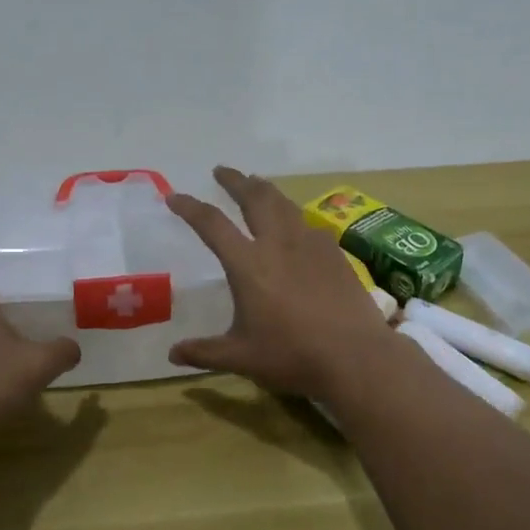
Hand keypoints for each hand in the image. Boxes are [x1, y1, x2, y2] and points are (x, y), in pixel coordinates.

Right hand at [166, 166, 396, 398]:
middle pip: (254, 198)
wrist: (356, 356)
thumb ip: (205, 352)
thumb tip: (172, 354)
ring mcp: (310, 244)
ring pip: (284, 204)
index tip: (175, 196)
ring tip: (256, 185)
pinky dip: (294, 216)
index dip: (190, 207)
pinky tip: (296, 225)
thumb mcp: (242, 358)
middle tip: (221, 171)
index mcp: (248, 265)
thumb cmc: (293, 356)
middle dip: (235, 181)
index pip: (212, 224)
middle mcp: (278, 244)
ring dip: (265, 190)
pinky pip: (309, 224)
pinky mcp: (334, 253)